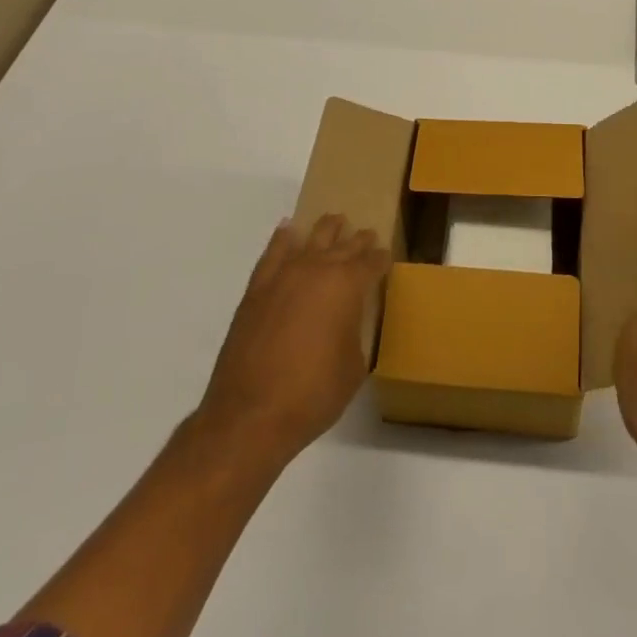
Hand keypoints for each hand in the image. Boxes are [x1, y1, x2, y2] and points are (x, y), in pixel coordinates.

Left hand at [192, 214, 389, 466]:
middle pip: (344, 245)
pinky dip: (283, 239)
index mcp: (347, 285)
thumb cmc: (313, 394)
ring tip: (335, 221)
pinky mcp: (257, 289)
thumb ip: (354, 334)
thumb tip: (346, 324)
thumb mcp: (354, 367)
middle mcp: (317, 269)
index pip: (371, 262)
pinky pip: (273, 253)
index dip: (381, 259)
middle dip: (358, 240)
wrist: (251, 415)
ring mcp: (284, 275)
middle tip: (368, 236)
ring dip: (326, 230)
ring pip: (310, 238)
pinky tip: (288, 230)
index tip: (386, 256)